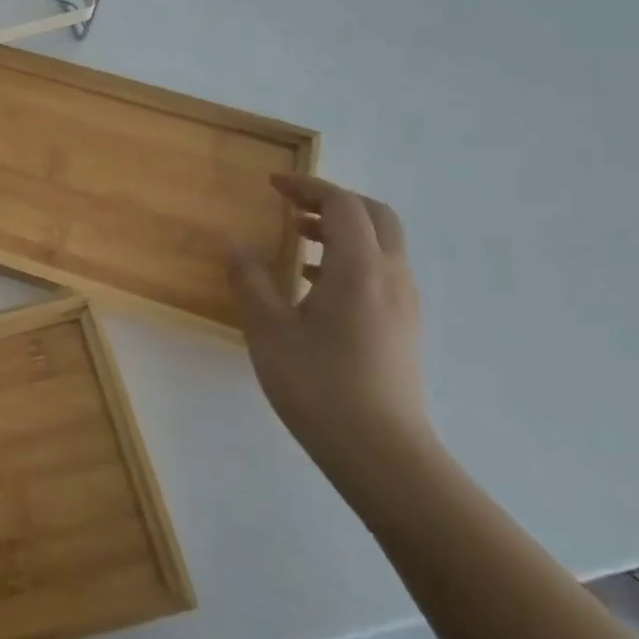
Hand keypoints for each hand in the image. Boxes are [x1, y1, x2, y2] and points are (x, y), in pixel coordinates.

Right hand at [227, 174, 428, 474]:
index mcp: (359, 268)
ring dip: (341, 230)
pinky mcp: (402, 328)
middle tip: (290, 205)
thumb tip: (235, 244)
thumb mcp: (268, 328)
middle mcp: (391, 277)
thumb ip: (250, 279)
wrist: (381, 453)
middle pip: (375, 216)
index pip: (342, 204)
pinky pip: (379, 273)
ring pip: (381, 245)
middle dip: (333, 201)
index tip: (272, 185)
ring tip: (296, 241)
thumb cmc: (318, 383)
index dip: (308, 186)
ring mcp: (403, 305)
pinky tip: (313, 284)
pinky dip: (348, 259)